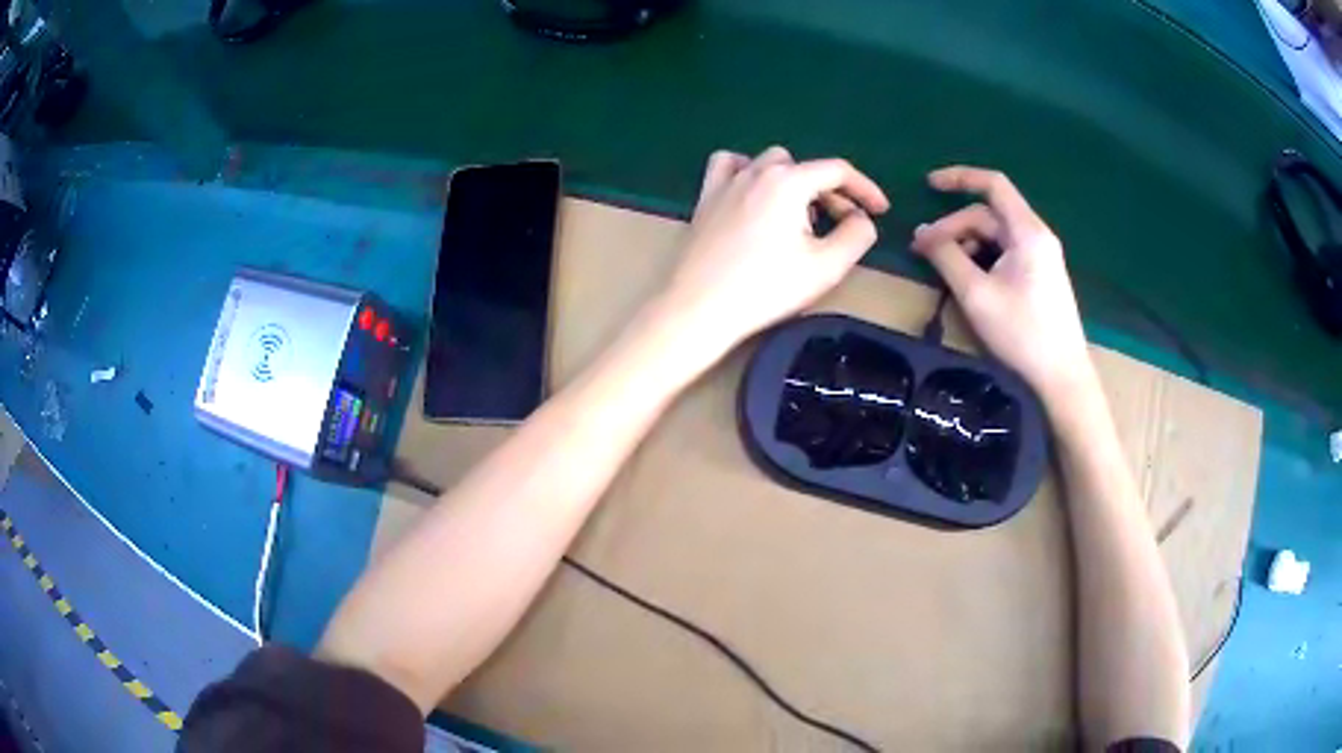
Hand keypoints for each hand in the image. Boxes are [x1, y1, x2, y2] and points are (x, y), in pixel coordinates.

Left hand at [656, 147, 889, 359]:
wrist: (699, 308)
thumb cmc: (766, 288)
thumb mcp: (827, 266)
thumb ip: (857, 235)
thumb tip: (862, 218)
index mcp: (788, 181)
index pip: (837, 171)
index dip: (865, 189)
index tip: (881, 211)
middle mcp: (756, 171)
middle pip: (805, 168)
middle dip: (829, 193)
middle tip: (839, 228)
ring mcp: (726, 182)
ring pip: (769, 163)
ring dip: (792, 182)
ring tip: (798, 217)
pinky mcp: (705, 199)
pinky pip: (729, 166)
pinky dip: (748, 172)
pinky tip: (754, 195)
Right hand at [910, 166, 1092, 402]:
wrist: (1062, 376)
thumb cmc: (1022, 333)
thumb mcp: (976, 294)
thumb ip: (946, 257)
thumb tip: (922, 233)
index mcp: (1027, 231)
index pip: (992, 184)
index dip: (959, 178)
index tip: (928, 185)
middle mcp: (1036, 235)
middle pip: (989, 215)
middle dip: (954, 226)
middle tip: (922, 251)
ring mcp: (1041, 255)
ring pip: (996, 235)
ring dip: (966, 244)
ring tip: (943, 269)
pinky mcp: (1040, 274)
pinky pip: (1005, 252)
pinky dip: (982, 257)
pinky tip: (968, 279)